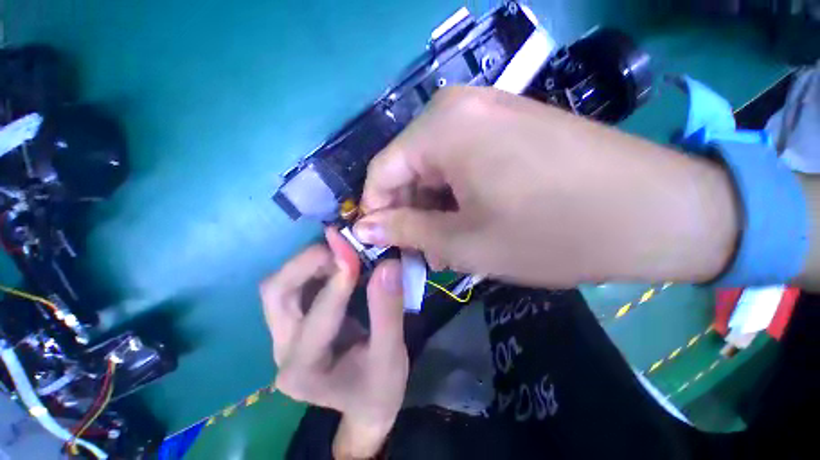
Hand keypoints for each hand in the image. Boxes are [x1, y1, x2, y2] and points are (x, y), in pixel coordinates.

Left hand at [261, 228, 407, 458]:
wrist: (364, 401)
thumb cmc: (379, 385)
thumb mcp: (391, 355)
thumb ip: (388, 311)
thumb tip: (388, 265)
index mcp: (304, 371)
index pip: (318, 317)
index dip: (338, 283)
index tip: (357, 254)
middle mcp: (283, 349)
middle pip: (278, 293)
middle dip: (309, 263)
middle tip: (345, 248)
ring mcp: (283, 334)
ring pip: (281, 284)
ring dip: (311, 262)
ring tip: (345, 252)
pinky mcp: (293, 321)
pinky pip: (295, 283)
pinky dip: (315, 266)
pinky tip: (340, 262)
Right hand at [352, 86, 738, 286]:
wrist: (656, 212)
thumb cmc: (552, 232)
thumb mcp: (465, 242)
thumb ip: (406, 231)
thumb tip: (365, 228)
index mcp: (441, 129)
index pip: (381, 171)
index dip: (375, 210)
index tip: (382, 242)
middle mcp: (457, 108)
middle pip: (407, 168)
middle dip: (409, 212)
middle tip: (423, 252)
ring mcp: (486, 112)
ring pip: (434, 167)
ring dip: (434, 207)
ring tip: (450, 243)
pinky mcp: (507, 125)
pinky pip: (459, 161)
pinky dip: (455, 194)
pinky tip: (472, 219)